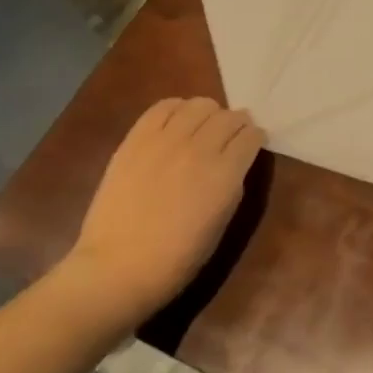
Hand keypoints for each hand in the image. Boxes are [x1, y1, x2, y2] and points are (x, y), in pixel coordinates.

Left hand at [62, 97, 264, 321]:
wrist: (118, 267)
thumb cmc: (177, 258)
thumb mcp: (222, 223)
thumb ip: (233, 184)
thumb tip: (235, 162)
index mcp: (225, 174)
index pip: (251, 136)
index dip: (255, 138)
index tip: (252, 144)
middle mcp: (200, 149)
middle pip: (229, 116)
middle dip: (236, 124)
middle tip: (231, 136)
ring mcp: (165, 141)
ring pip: (200, 105)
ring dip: (209, 114)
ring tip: (203, 127)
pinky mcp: (136, 139)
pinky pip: (163, 107)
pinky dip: (177, 108)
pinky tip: (177, 121)